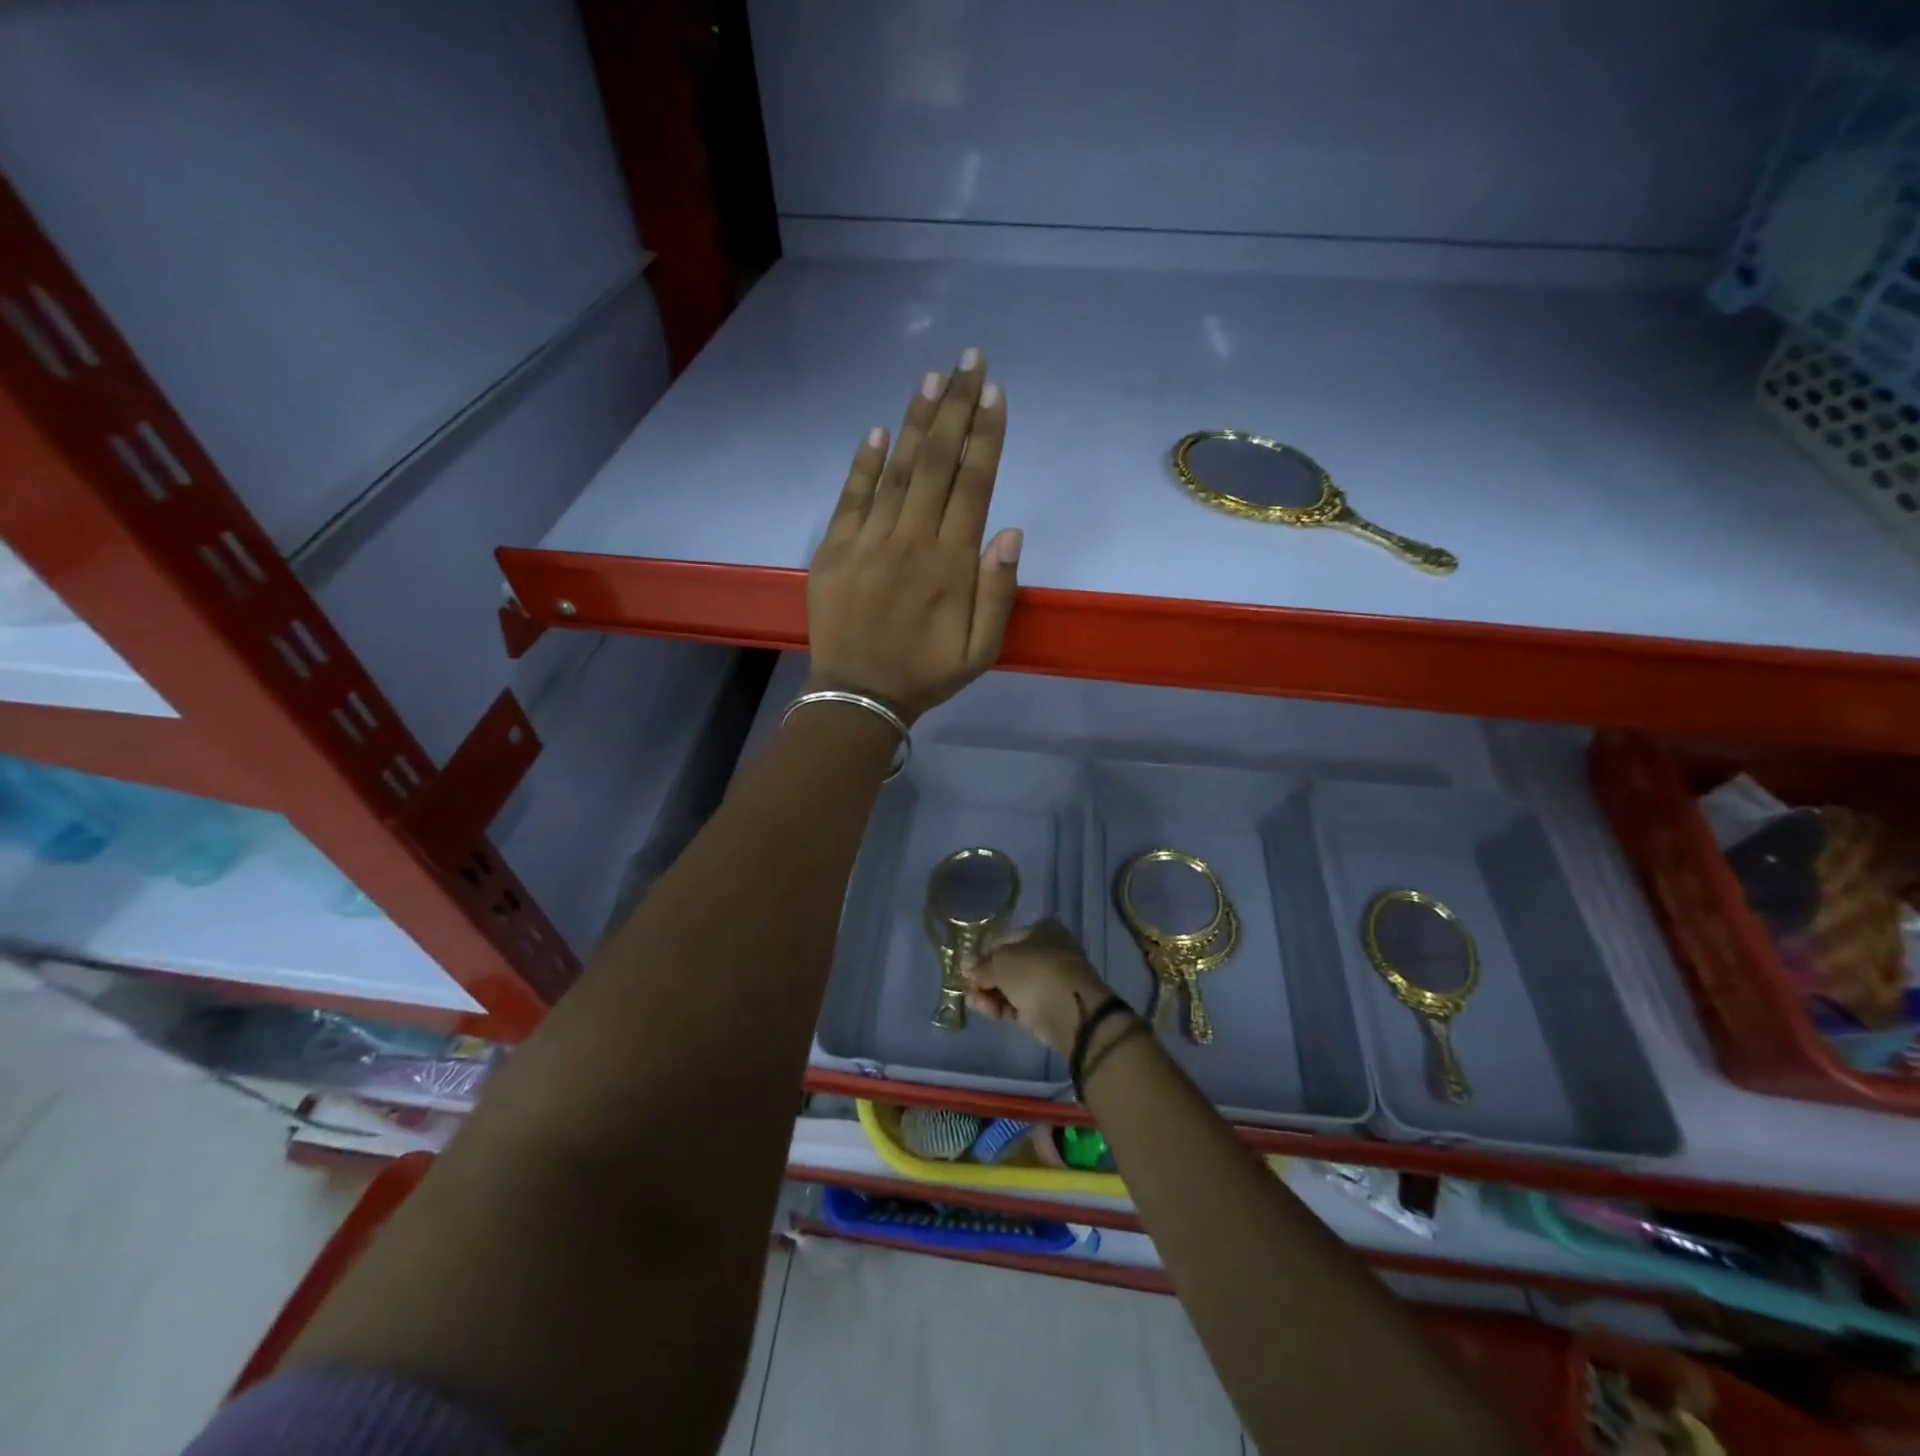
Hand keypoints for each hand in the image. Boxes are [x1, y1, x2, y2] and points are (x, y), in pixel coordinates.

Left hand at [806, 350, 1021, 722]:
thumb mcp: (981, 650)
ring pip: (897, 470)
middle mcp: (910, 541)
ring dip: (916, 422)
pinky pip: (851, 497)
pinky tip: (879, 430)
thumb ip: (998, 592)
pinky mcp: (834, 550)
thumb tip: (1009, 531)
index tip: (995, 393)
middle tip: (970, 360)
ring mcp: (867, 542)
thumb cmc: (927, 674)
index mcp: (950, 565)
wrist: (858, 696)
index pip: (972, 485)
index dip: (985, 436)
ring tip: (933, 377)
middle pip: (937, 463)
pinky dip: (864, 462)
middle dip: (956, 408)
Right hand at [961, 920, 1107, 1056]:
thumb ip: (981, 965)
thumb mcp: (1001, 963)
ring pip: (1011, 986)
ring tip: (975, 1004)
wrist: (1073, 1013)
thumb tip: (966, 965)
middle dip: (984, 978)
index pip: (1003, 939)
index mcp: (1041, 931)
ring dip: (990, 994)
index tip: (965, 970)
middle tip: (967, 990)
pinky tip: (990, 1013)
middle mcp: (1046, 952)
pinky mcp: (1048, 1006)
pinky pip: (1020, 1003)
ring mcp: (1048, 980)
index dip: (982, 954)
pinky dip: (1003, 1007)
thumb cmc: (1036, 973)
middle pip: (1006, 964)